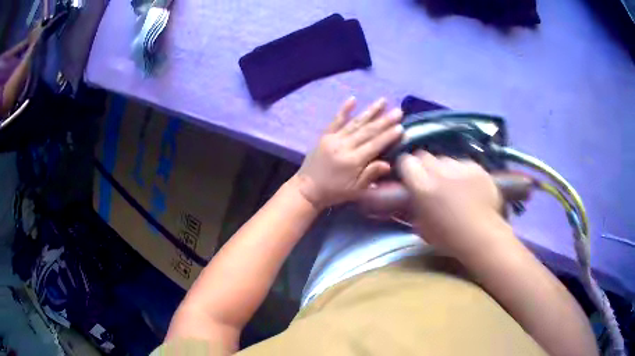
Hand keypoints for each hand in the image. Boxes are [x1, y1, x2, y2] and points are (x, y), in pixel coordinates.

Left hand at [293, 97, 403, 209]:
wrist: (307, 189)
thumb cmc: (334, 192)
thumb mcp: (355, 190)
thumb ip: (370, 175)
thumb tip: (388, 163)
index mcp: (353, 161)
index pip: (375, 145)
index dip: (389, 135)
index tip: (401, 126)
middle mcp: (345, 146)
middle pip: (368, 131)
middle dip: (385, 120)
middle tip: (398, 110)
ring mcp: (334, 138)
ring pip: (355, 122)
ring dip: (370, 111)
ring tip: (383, 101)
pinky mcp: (325, 135)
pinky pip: (336, 120)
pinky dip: (344, 109)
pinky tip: (353, 99)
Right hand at [397, 151, 510, 258]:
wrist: (482, 237)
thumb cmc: (448, 238)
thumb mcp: (421, 225)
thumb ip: (412, 204)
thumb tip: (408, 194)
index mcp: (422, 186)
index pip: (406, 161)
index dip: (408, 169)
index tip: (410, 178)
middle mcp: (440, 171)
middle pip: (425, 156)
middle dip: (425, 166)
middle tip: (430, 182)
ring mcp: (460, 167)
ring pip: (446, 159)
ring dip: (445, 169)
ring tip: (452, 185)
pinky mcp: (476, 167)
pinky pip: (464, 164)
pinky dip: (463, 172)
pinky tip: (469, 186)